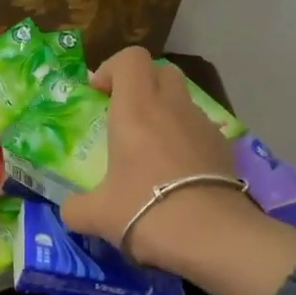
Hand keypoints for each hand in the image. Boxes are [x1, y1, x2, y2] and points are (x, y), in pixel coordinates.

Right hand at [61, 48, 248, 269]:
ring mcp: (203, 125)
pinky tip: (176, 175)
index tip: (98, 94)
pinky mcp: (224, 148)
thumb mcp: (94, 215)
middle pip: (161, 72)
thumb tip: (70, 209)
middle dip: (141, 85)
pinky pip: (200, 130)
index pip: (130, 59)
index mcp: (135, 110)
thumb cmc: (143, 212)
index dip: (112, 69)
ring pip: (183, 101)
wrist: (209, 235)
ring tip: (150, 151)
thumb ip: (75, 207)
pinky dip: (185, 140)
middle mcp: (172, 107)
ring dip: (164, 113)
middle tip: (123, 116)